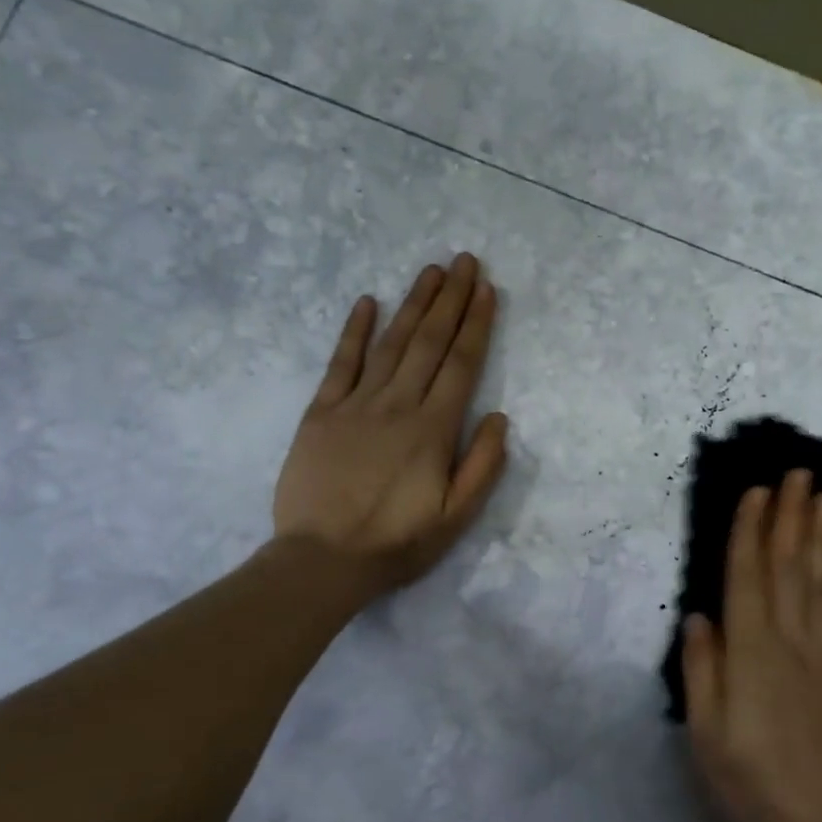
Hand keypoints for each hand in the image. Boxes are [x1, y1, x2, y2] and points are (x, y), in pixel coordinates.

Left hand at [272, 254, 508, 597]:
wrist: (322, 560)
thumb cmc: (396, 543)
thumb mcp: (455, 518)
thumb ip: (482, 466)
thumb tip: (500, 418)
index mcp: (433, 430)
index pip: (462, 365)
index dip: (476, 324)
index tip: (486, 289)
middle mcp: (398, 405)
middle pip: (429, 343)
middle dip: (450, 299)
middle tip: (464, 261)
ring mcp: (356, 404)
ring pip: (391, 344)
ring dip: (413, 304)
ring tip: (430, 271)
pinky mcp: (321, 412)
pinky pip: (341, 363)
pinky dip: (354, 331)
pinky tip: (367, 302)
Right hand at [682, 470, 821, 821]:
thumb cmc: (747, 779)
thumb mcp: (704, 731)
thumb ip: (702, 669)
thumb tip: (699, 615)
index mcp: (749, 652)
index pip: (747, 577)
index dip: (750, 531)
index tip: (756, 491)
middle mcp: (788, 641)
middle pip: (788, 566)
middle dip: (790, 516)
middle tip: (797, 472)